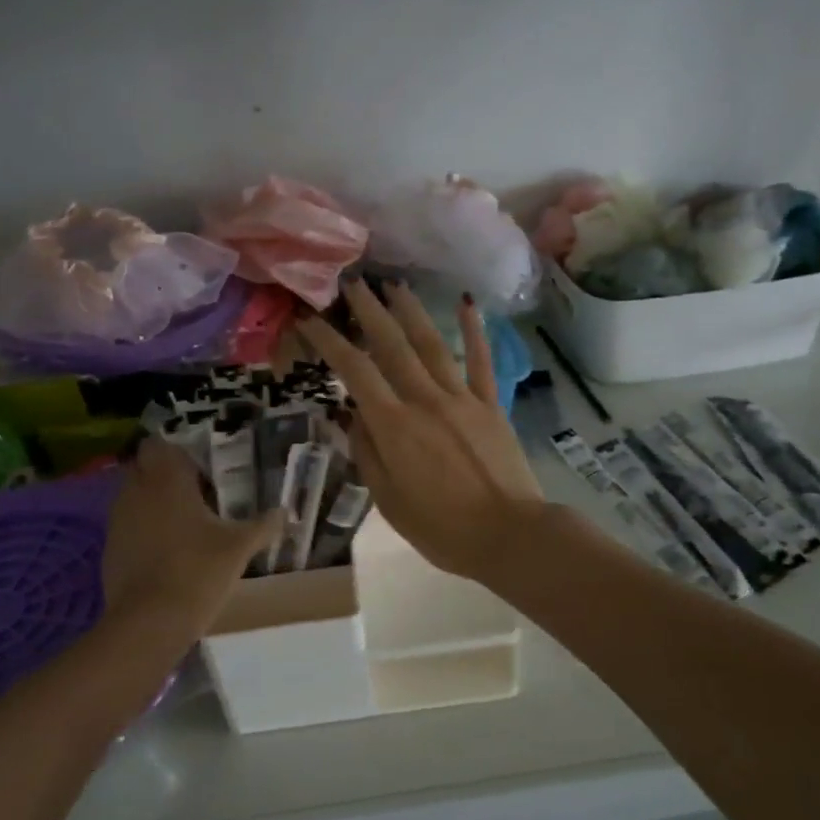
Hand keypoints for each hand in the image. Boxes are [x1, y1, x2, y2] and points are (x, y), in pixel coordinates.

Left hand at [101, 438, 281, 631]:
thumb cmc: (198, 571)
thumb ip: (263, 525)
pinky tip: (165, 551)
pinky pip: (127, 525)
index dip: (174, 452)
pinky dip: (142, 529)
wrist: (149, 622)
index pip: (156, 444)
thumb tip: (286, 512)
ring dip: (151, 501)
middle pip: (142, 467)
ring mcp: (118, 520)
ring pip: (132, 496)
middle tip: (193, 492)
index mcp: (166, 480)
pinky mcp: (109, 549)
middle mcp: (136, 491)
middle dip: (162, 474)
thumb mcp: (239, 548)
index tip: (197, 467)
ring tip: (182, 522)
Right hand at [299, 281, 543, 582]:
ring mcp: (462, 398)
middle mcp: (425, 400)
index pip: (354, 372)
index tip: (310, 318)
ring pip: (432, 344)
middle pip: (392, 346)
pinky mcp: (492, 405)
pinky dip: (474, 330)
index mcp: (394, 426)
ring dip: (411, 311)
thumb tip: (352, 413)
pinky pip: (481, 362)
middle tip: (353, 282)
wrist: (510, 537)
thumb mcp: (389, 500)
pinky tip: (467, 302)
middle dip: (369, 311)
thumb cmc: (442, 529)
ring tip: (395, 284)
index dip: (329, 341)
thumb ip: (367, 452)